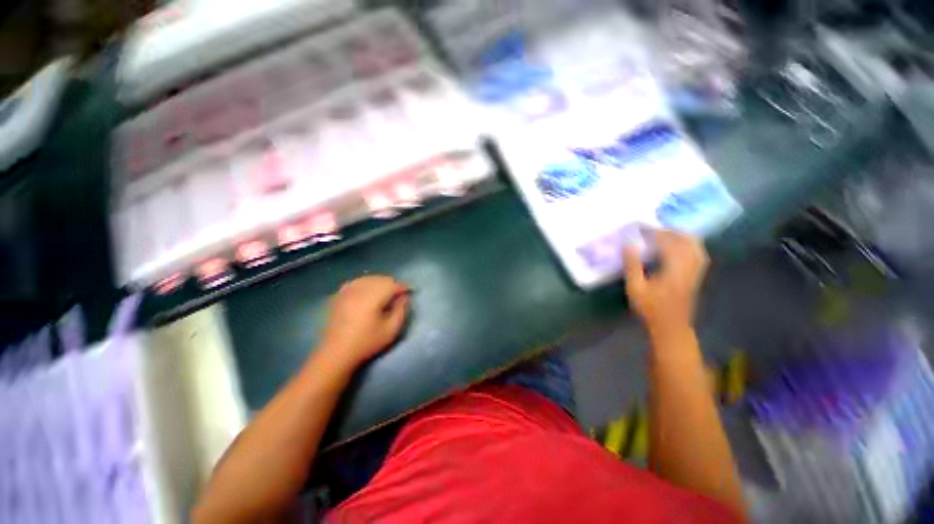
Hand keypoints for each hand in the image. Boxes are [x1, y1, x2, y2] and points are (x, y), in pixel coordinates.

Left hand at [320, 275, 409, 369]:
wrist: (336, 353)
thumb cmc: (367, 343)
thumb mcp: (391, 330)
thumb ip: (401, 310)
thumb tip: (404, 297)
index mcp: (371, 298)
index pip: (392, 284)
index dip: (403, 287)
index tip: (410, 291)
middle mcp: (358, 290)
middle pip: (380, 279)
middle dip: (392, 284)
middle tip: (400, 294)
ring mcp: (346, 292)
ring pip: (368, 278)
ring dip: (380, 282)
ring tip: (386, 292)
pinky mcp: (339, 296)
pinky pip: (355, 282)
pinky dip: (365, 283)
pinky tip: (368, 291)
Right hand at [623, 229, 708, 334]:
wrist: (671, 327)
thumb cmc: (650, 309)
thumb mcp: (635, 288)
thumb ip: (632, 265)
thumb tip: (628, 244)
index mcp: (674, 269)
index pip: (668, 243)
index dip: (655, 233)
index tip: (641, 228)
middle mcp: (690, 267)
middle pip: (686, 241)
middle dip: (670, 231)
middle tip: (653, 230)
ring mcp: (696, 272)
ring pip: (695, 246)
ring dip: (681, 236)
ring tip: (664, 234)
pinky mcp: (697, 276)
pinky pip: (697, 253)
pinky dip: (688, 245)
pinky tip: (678, 246)